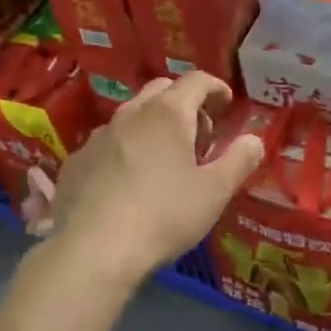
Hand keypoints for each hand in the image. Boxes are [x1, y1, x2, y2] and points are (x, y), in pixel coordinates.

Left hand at [28, 73, 266, 283]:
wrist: (92, 251)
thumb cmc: (164, 215)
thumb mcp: (215, 192)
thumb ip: (239, 160)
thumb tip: (254, 139)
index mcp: (168, 113)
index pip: (197, 80)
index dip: (216, 88)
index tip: (227, 106)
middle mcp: (131, 113)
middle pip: (162, 90)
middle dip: (185, 104)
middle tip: (200, 137)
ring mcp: (98, 136)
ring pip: (132, 116)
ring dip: (154, 127)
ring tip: (165, 162)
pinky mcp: (76, 162)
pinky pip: (108, 143)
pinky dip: (126, 150)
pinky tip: (129, 184)